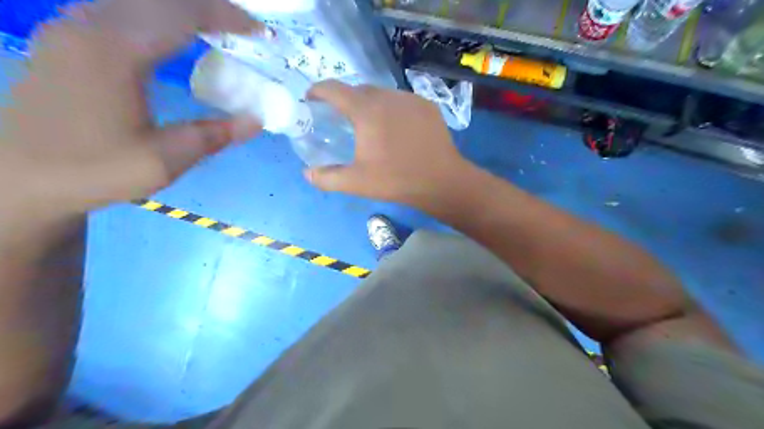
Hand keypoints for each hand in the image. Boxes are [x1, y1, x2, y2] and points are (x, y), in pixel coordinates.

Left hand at [1, 0, 262, 220]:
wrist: (20, 178)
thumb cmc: (95, 169)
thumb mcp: (165, 159)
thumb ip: (213, 135)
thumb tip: (257, 121)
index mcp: (116, 50)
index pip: (182, 14)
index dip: (227, 17)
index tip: (259, 31)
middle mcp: (89, 25)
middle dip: (209, 8)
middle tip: (243, 29)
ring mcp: (71, 27)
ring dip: (182, 10)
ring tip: (216, 30)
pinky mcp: (65, 38)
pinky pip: (119, 9)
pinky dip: (156, 15)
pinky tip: (172, 36)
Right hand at [306, 79, 475, 211]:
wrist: (441, 181)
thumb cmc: (396, 180)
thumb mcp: (357, 182)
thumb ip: (328, 178)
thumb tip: (307, 173)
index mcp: (366, 110)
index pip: (334, 89)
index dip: (318, 91)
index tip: (311, 99)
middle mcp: (387, 96)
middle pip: (359, 89)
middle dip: (345, 99)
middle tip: (340, 118)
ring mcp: (410, 99)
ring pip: (382, 94)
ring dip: (370, 104)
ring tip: (369, 124)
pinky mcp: (427, 106)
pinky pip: (401, 101)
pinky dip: (392, 109)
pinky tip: (395, 128)